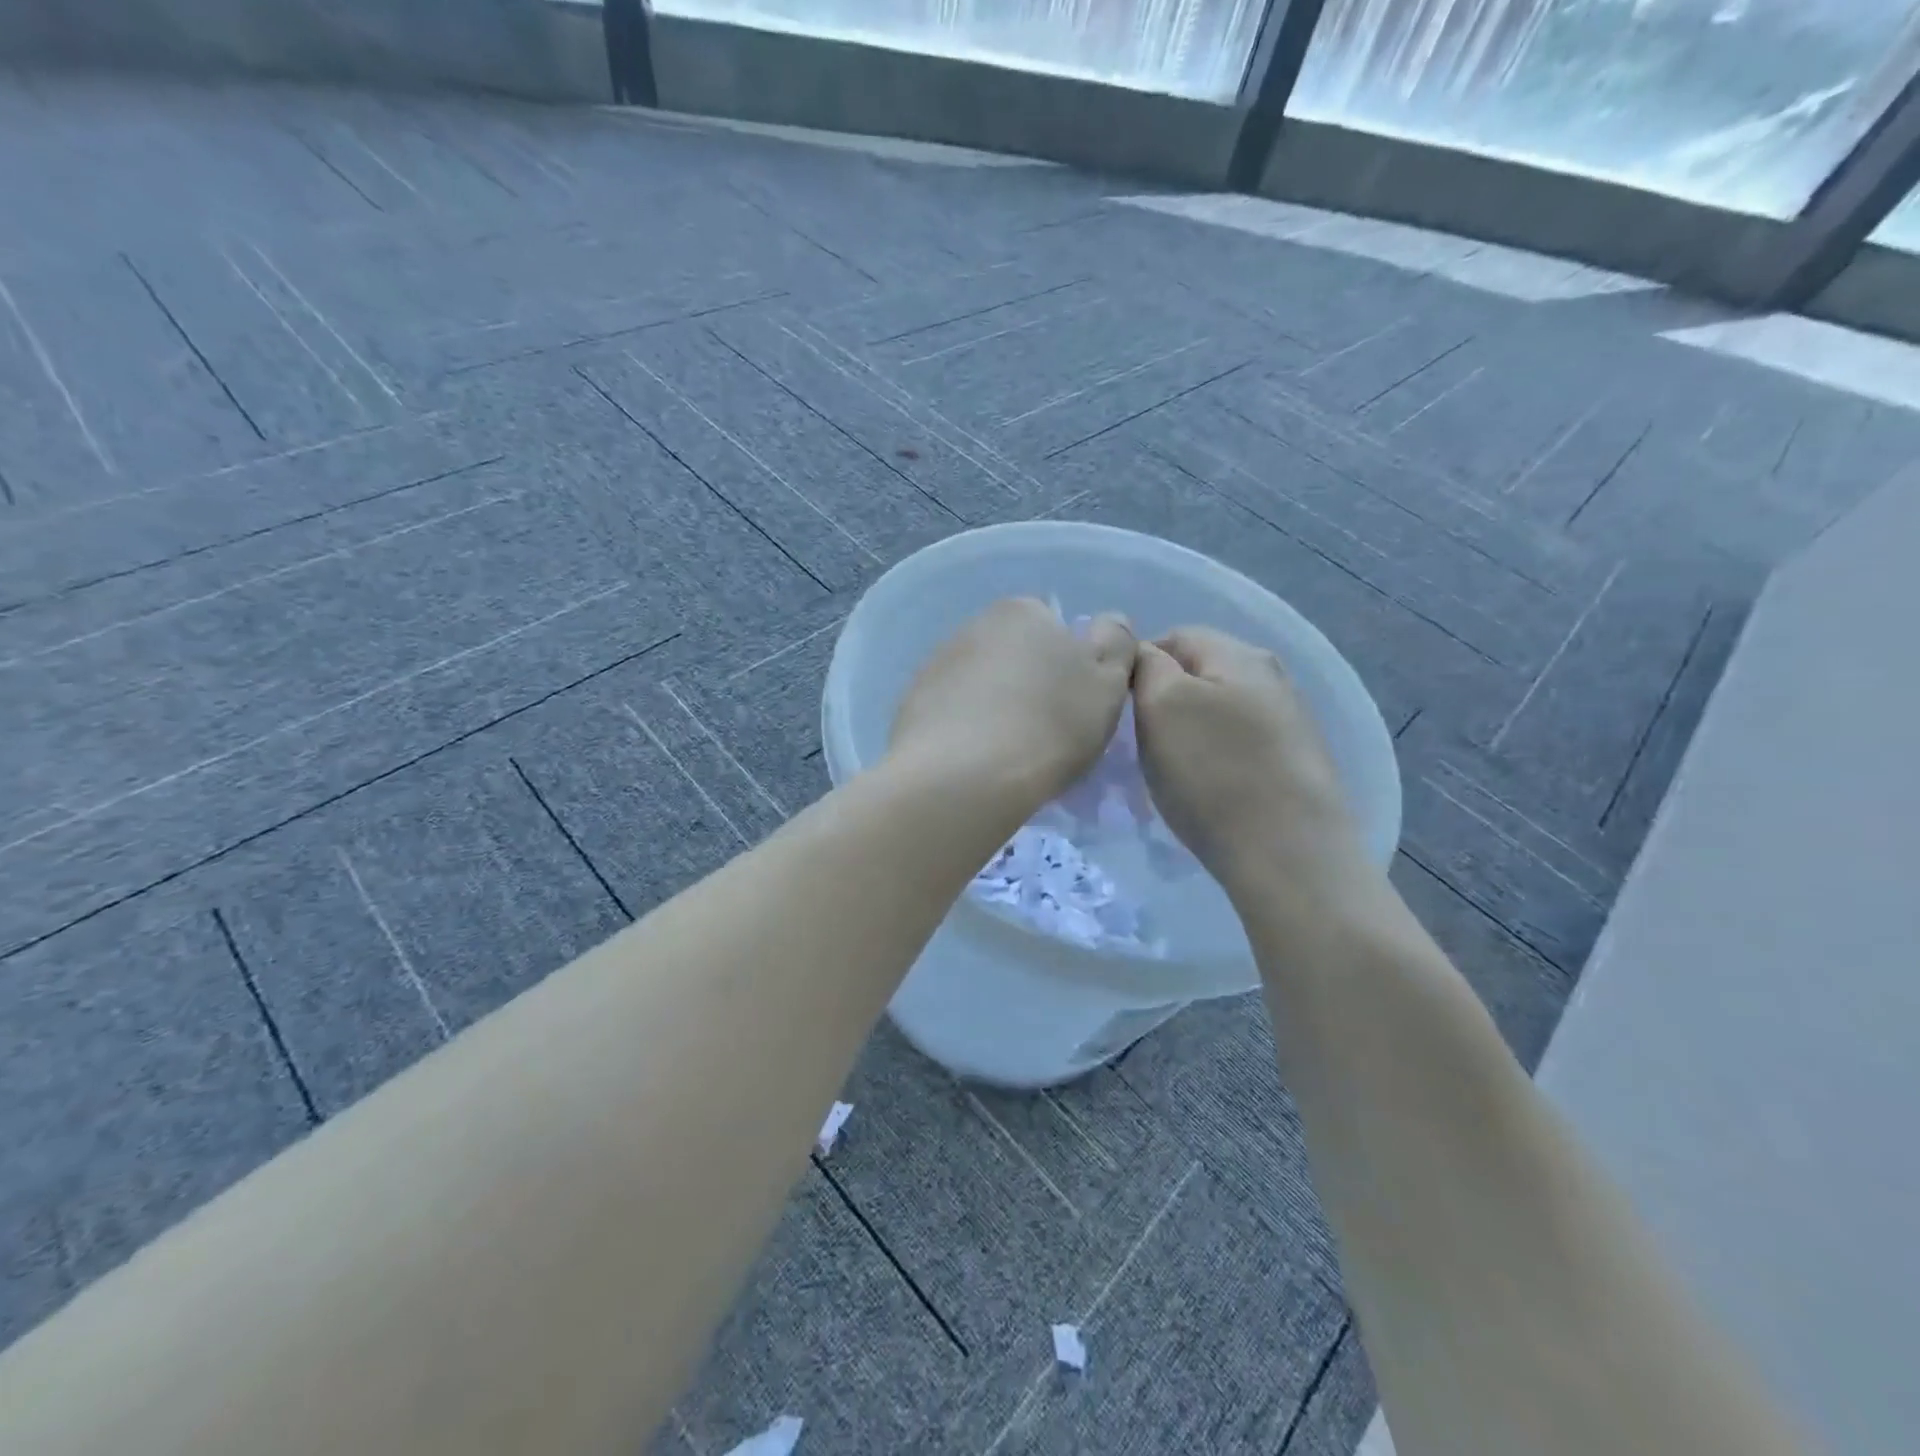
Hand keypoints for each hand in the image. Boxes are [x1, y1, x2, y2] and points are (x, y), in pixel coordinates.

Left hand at [889, 598, 1134, 814]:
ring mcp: (936, 665)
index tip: (1074, 704)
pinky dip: (964, 731)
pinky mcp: (911, 705)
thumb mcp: (1108, 682)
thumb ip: (1116, 643)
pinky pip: (950, 714)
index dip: (1069, 664)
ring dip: (993, 707)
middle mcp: (973, 626)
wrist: (964, 778)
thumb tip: (1109, 624)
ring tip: (1008, 755)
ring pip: (980, 684)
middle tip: (1046, 732)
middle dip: (1029, 684)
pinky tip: (975, 763)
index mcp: (1021, 611)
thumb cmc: (1049, 724)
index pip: (1053, 626)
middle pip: (1014, 654)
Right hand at [1132, 627, 1374, 904]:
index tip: (1119, 709)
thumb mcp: (1162, 704)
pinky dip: (1216, 759)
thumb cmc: (1213, 772)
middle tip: (1140, 742)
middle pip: (1200, 674)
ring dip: (1189, 732)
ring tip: (1171, 770)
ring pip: (1219, 711)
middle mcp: (1272, 677)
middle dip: (1164, 701)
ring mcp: (1290, 721)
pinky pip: (1240, 745)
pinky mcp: (1296, 762)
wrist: (1289, 854)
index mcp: (1239, 653)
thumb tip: (1144, 654)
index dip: (1138, 666)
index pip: (1173, 637)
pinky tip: (1208, 790)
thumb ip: (1146, 665)